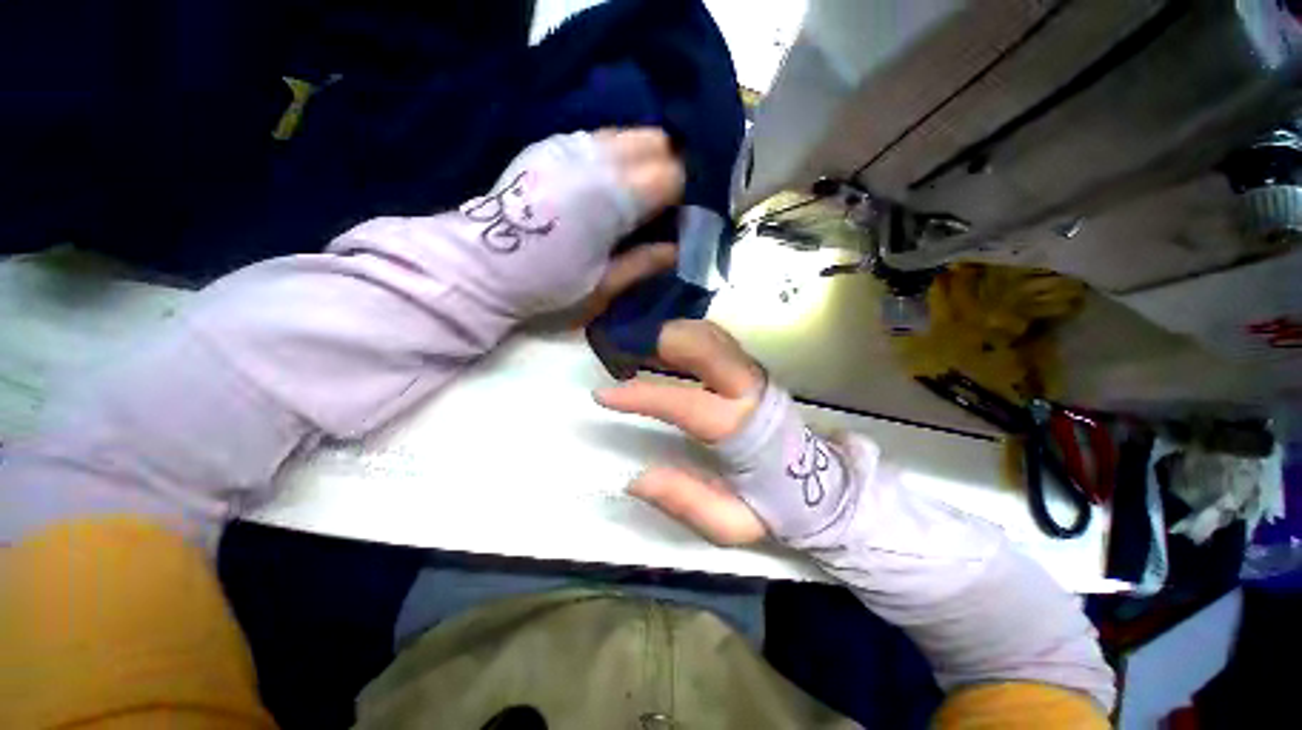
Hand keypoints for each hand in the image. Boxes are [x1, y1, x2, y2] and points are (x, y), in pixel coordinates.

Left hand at [459, 128, 684, 316]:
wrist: (481, 266)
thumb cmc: (547, 285)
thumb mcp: (603, 287)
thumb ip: (645, 263)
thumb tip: (679, 248)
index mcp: (612, 198)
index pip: (673, 174)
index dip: (687, 193)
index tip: (686, 215)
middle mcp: (595, 159)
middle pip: (656, 141)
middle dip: (671, 167)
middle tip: (667, 203)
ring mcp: (569, 146)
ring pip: (629, 133)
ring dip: (645, 157)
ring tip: (642, 192)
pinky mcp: (550, 145)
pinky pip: (600, 137)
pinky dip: (618, 153)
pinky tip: (612, 180)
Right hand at [595, 320, 853, 544]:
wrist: (821, 484)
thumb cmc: (774, 504)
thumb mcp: (730, 524)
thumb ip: (685, 501)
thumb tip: (635, 479)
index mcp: (743, 430)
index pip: (685, 403)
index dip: (641, 396)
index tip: (602, 395)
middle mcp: (749, 390)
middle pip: (707, 345)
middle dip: (663, 340)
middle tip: (625, 350)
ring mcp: (752, 373)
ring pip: (711, 335)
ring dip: (673, 334)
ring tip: (638, 349)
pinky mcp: (751, 369)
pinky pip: (716, 339)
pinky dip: (687, 335)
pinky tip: (665, 348)